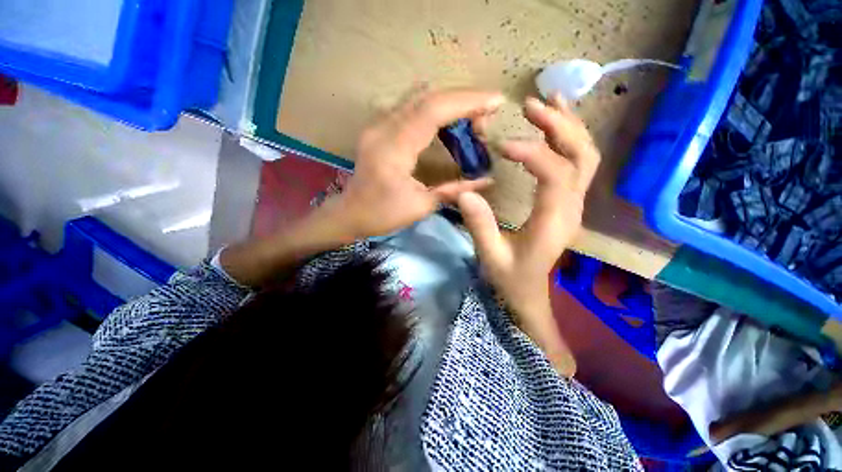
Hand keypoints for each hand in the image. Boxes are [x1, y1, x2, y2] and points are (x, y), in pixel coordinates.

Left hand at [327, 88, 503, 238]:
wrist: (349, 213)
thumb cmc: (382, 215)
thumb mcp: (421, 206)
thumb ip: (454, 190)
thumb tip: (487, 180)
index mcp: (393, 149)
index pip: (433, 110)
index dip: (467, 101)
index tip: (496, 102)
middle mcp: (383, 128)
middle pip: (428, 96)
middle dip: (463, 101)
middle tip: (485, 121)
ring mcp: (378, 124)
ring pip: (418, 97)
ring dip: (449, 103)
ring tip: (470, 120)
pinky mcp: (378, 127)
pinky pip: (410, 106)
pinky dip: (434, 108)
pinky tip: (447, 121)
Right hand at [458, 95, 599, 374]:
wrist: (530, 292)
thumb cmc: (511, 278)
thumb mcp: (491, 256)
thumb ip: (480, 226)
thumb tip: (466, 192)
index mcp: (553, 222)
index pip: (555, 175)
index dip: (532, 153)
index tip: (501, 145)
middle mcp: (571, 207)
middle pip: (581, 156)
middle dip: (559, 126)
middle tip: (530, 105)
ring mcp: (573, 203)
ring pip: (585, 156)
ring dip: (569, 126)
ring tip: (548, 101)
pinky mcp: (566, 201)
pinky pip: (577, 164)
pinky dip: (569, 138)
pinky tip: (556, 122)